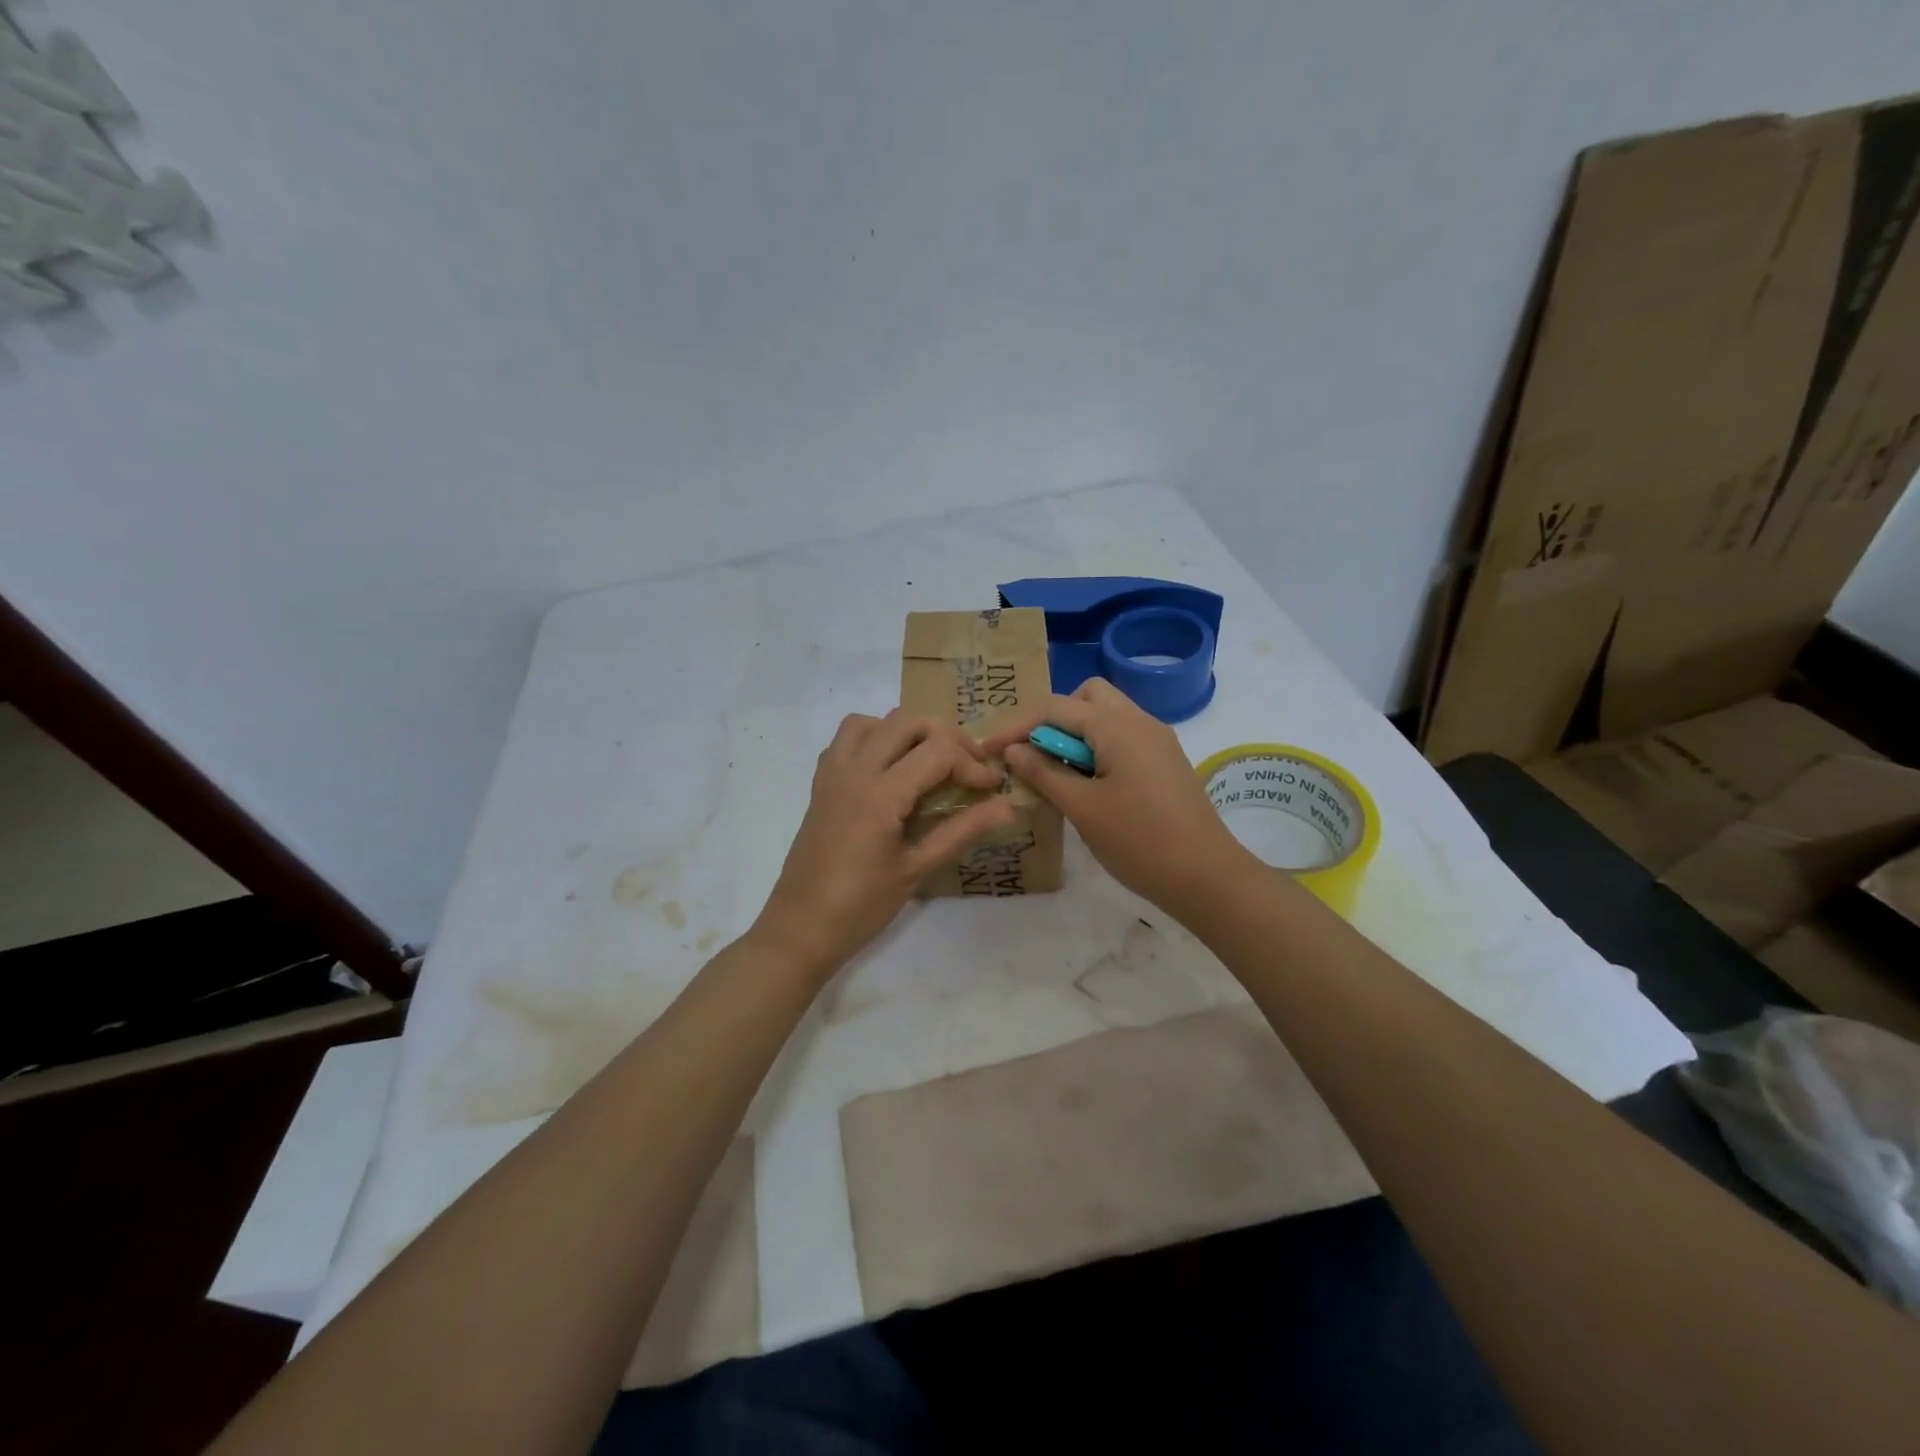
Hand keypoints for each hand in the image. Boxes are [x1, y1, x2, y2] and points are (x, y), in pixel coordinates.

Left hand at [751, 710, 1015, 978]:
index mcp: (880, 794)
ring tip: (929, 760)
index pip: (938, 751)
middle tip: (969, 766)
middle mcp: (854, 771)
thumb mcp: (917, 870)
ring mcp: (833, 774)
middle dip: (946, 736)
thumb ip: (962, 831)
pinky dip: (874, 737)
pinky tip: (890, 769)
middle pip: (907, 721)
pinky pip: (847, 738)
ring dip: (907, 731)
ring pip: (873, 721)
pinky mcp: (821, 783)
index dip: (972, 764)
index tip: (992, 787)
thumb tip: (1007, 807)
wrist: (801, 928)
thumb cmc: (861, 906)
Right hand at [983, 679, 1254, 919]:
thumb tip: (1013, 749)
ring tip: (1056, 772)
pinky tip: (1086, 783)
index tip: (989, 750)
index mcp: (1117, 727)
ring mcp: (1157, 740)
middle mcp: (1140, 721)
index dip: (1017, 725)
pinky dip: (1097, 747)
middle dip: (1053, 718)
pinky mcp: (1165, 761)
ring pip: (1107, 715)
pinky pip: (1123, 737)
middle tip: (1035, 754)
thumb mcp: (1082, 808)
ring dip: (1076, 734)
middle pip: (1087, 697)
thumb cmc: (1139, 841)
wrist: (1206, 877)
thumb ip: (1044, 772)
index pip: (1055, 707)